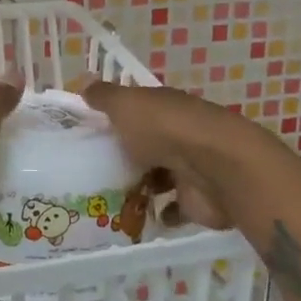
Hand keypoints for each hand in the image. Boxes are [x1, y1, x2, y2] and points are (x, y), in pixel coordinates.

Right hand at [81, 81, 246, 230]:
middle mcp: (179, 134)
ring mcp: (190, 168)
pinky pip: (174, 207)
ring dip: (142, 185)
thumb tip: (84, 82)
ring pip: (161, 176)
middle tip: (92, 170)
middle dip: (128, 155)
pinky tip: (136, 218)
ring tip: (107, 197)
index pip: (139, 109)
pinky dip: (160, 212)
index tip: (91, 132)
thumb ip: (104, 96)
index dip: (118, 117)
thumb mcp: (126, 105)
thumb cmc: (165, 129)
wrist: (216, 168)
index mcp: (164, 107)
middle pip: (149, 144)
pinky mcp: (197, 200)